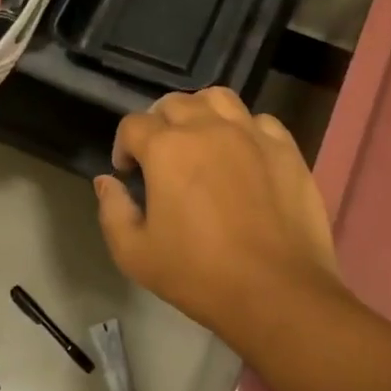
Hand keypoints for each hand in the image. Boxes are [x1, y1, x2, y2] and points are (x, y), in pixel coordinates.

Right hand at [94, 87, 346, 339]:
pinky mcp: (285, 148)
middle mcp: (207, 128)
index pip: (133, 125)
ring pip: (218, 99)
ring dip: (201, 112)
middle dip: (159, 125)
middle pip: (174, 104)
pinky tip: (244, 154)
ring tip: (201, 140)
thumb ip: (112, 210)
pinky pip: (260, 121)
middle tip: (161, 157)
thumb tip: (105, 181)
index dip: (124, 146)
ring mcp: (251, 134)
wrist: (277, 291)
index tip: (128, 174)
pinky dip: (245, 129)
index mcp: (166, 148)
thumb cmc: (198, 274)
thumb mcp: (135, 254)